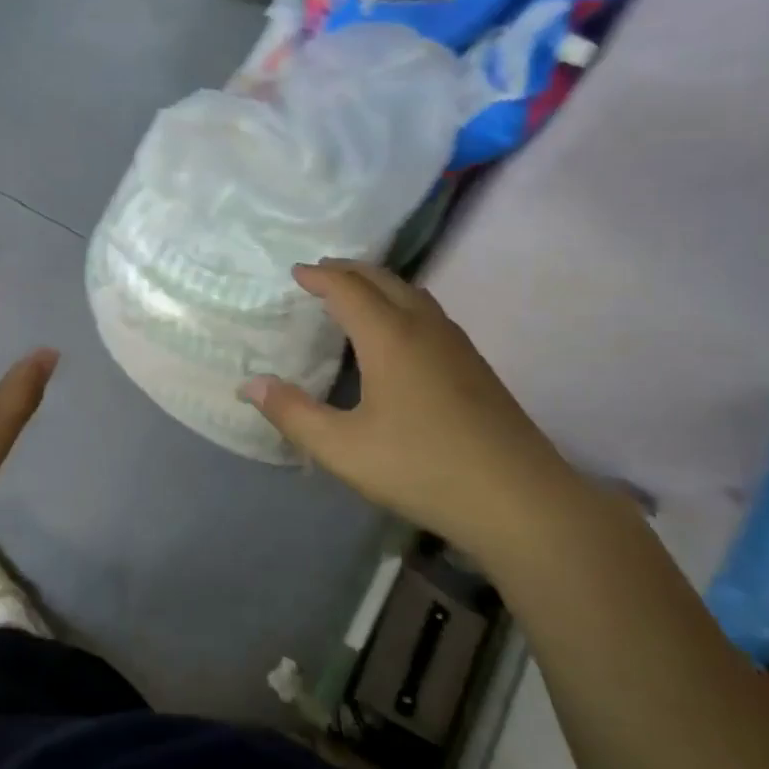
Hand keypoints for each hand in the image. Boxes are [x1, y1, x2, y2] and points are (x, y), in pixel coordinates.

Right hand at [242, 260, 588, 560]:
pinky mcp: (475, 365)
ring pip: (412, 294)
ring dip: (379, 284)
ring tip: (355, 295)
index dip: (319, 276)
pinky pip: (429, 313)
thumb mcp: (343, 448)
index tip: (295, 272)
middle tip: (321, 273)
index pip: (348, 288)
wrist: (518, 498)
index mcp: (390, 337)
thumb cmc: (421, 467)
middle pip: (383, 279)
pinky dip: (401, 304)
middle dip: (349, 270)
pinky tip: (398, 334)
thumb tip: (251, 384)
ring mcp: (456, 344)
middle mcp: (424, 327)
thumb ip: (292, 413)